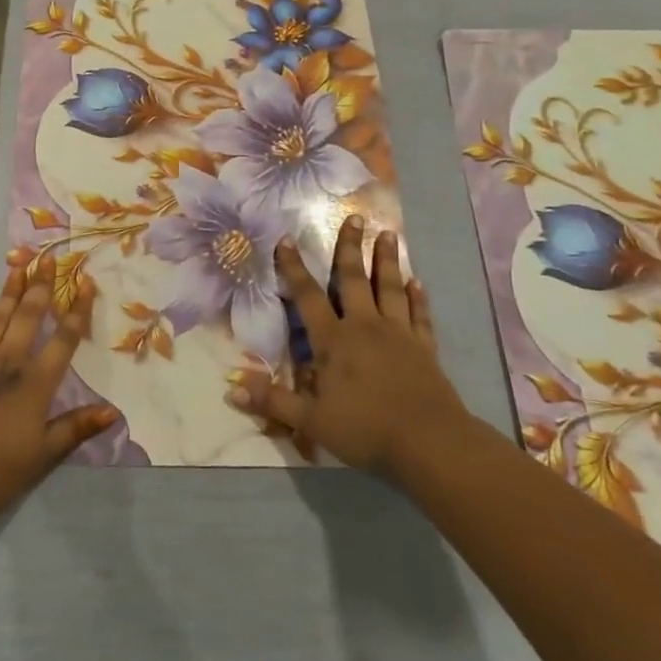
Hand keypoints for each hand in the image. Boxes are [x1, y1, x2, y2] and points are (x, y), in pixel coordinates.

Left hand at [0, 256, 119, 526]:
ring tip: (17, 268)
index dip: (76, 310)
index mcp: (35, 384)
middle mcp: (7, 363)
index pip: (63, 339)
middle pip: (27, 317)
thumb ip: (76, 428)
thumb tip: (113, 410)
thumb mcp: (43, 456)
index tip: (85, 282)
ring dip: (8, 293)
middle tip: (46, 260)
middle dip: (39, 287)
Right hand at [229, 217, 466, 477]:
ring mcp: (398, 334)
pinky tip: (418, 283)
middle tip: (355, 217)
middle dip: (350, 247)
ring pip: (389, 288)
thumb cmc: (365, 429)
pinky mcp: (424, 348)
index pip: (307, 297)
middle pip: (353, 280)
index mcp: (334, 341)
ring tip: (389, 234)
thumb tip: (231, 388)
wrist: (429, 443)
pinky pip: (419, 316)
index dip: (293, 268)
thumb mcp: (311, 421)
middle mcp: (365, 327)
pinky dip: (418, 298)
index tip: (286, 239)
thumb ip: (273, 400)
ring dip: (387, 261)